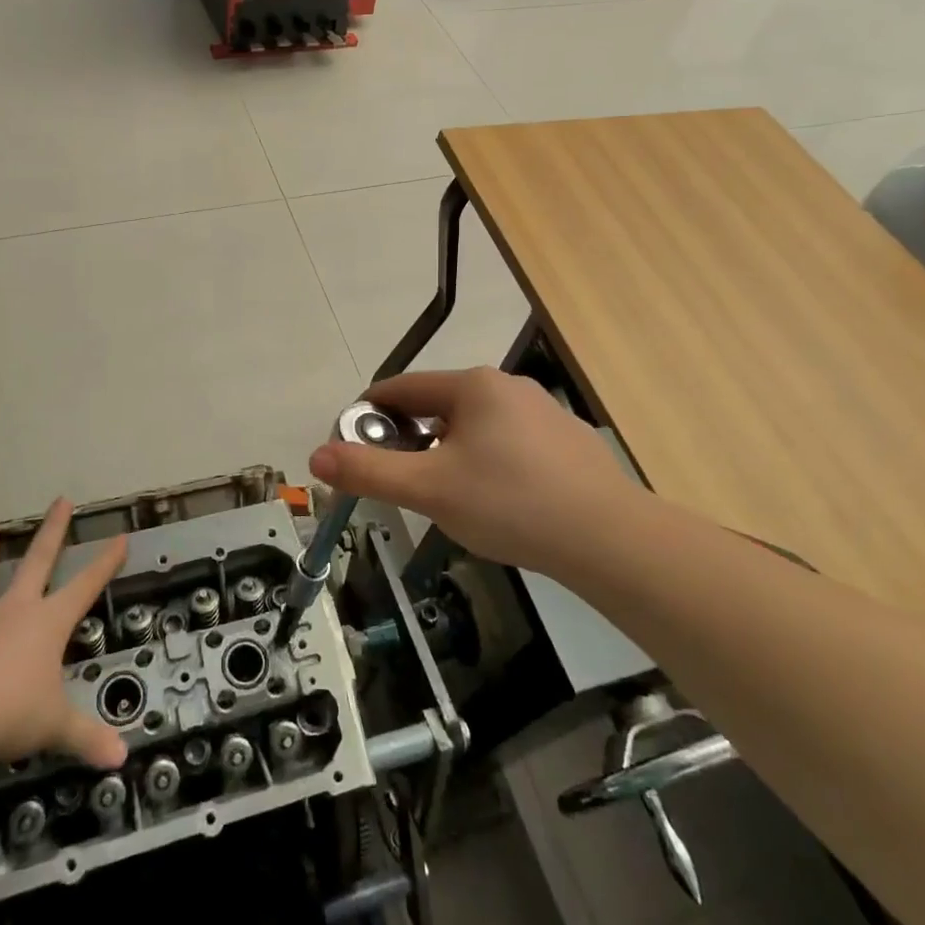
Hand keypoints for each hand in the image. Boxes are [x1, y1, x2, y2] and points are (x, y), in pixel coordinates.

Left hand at [0, 498, 126, 770]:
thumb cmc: (9, 714)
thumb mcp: (55, 727)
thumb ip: (86, 738)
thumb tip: (122, 758)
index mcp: (48, 624)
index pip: (85, 587)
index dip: (105, 562)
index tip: (120, 536)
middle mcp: (14, 611)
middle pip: (37, 562)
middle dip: (52, 531)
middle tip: (61, 500)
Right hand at [308, 367, 642, 576]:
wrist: (608, 539)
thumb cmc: (509, 503)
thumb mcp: (429, 489)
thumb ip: (368, 471)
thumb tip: (316, 456)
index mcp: (472, 385)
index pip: (400, 388)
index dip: (368, 417)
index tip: (352, 450)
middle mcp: (506, 386)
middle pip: (436, 406)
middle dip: (409, 440)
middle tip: (402, 484)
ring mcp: (541, 412)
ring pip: (472, 427)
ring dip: (447, 454)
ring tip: (448, 499)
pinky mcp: (564, 441)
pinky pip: (506, 444)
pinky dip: (485, 464)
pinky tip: (497, 503)